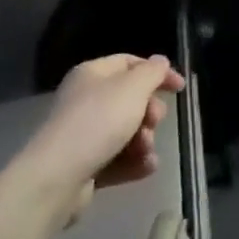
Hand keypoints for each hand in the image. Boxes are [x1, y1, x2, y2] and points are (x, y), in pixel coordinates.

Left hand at [21, 54, 184, 220]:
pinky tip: (144, 166)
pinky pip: (118, 158)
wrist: (58, 177)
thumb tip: (160, 61)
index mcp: (93, 74)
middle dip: (150, 112)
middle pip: (131, 99)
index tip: (180, 88)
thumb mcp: (133, 88)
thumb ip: (152, 72)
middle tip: (153, 122)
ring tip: (144, 151)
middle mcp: (86, 100)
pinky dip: (133, 162)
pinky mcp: (85, 164)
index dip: (157, 72)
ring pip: (127, 131)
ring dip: (144, 140)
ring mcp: (84, 134)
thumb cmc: (98, 122)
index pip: (130, 63)